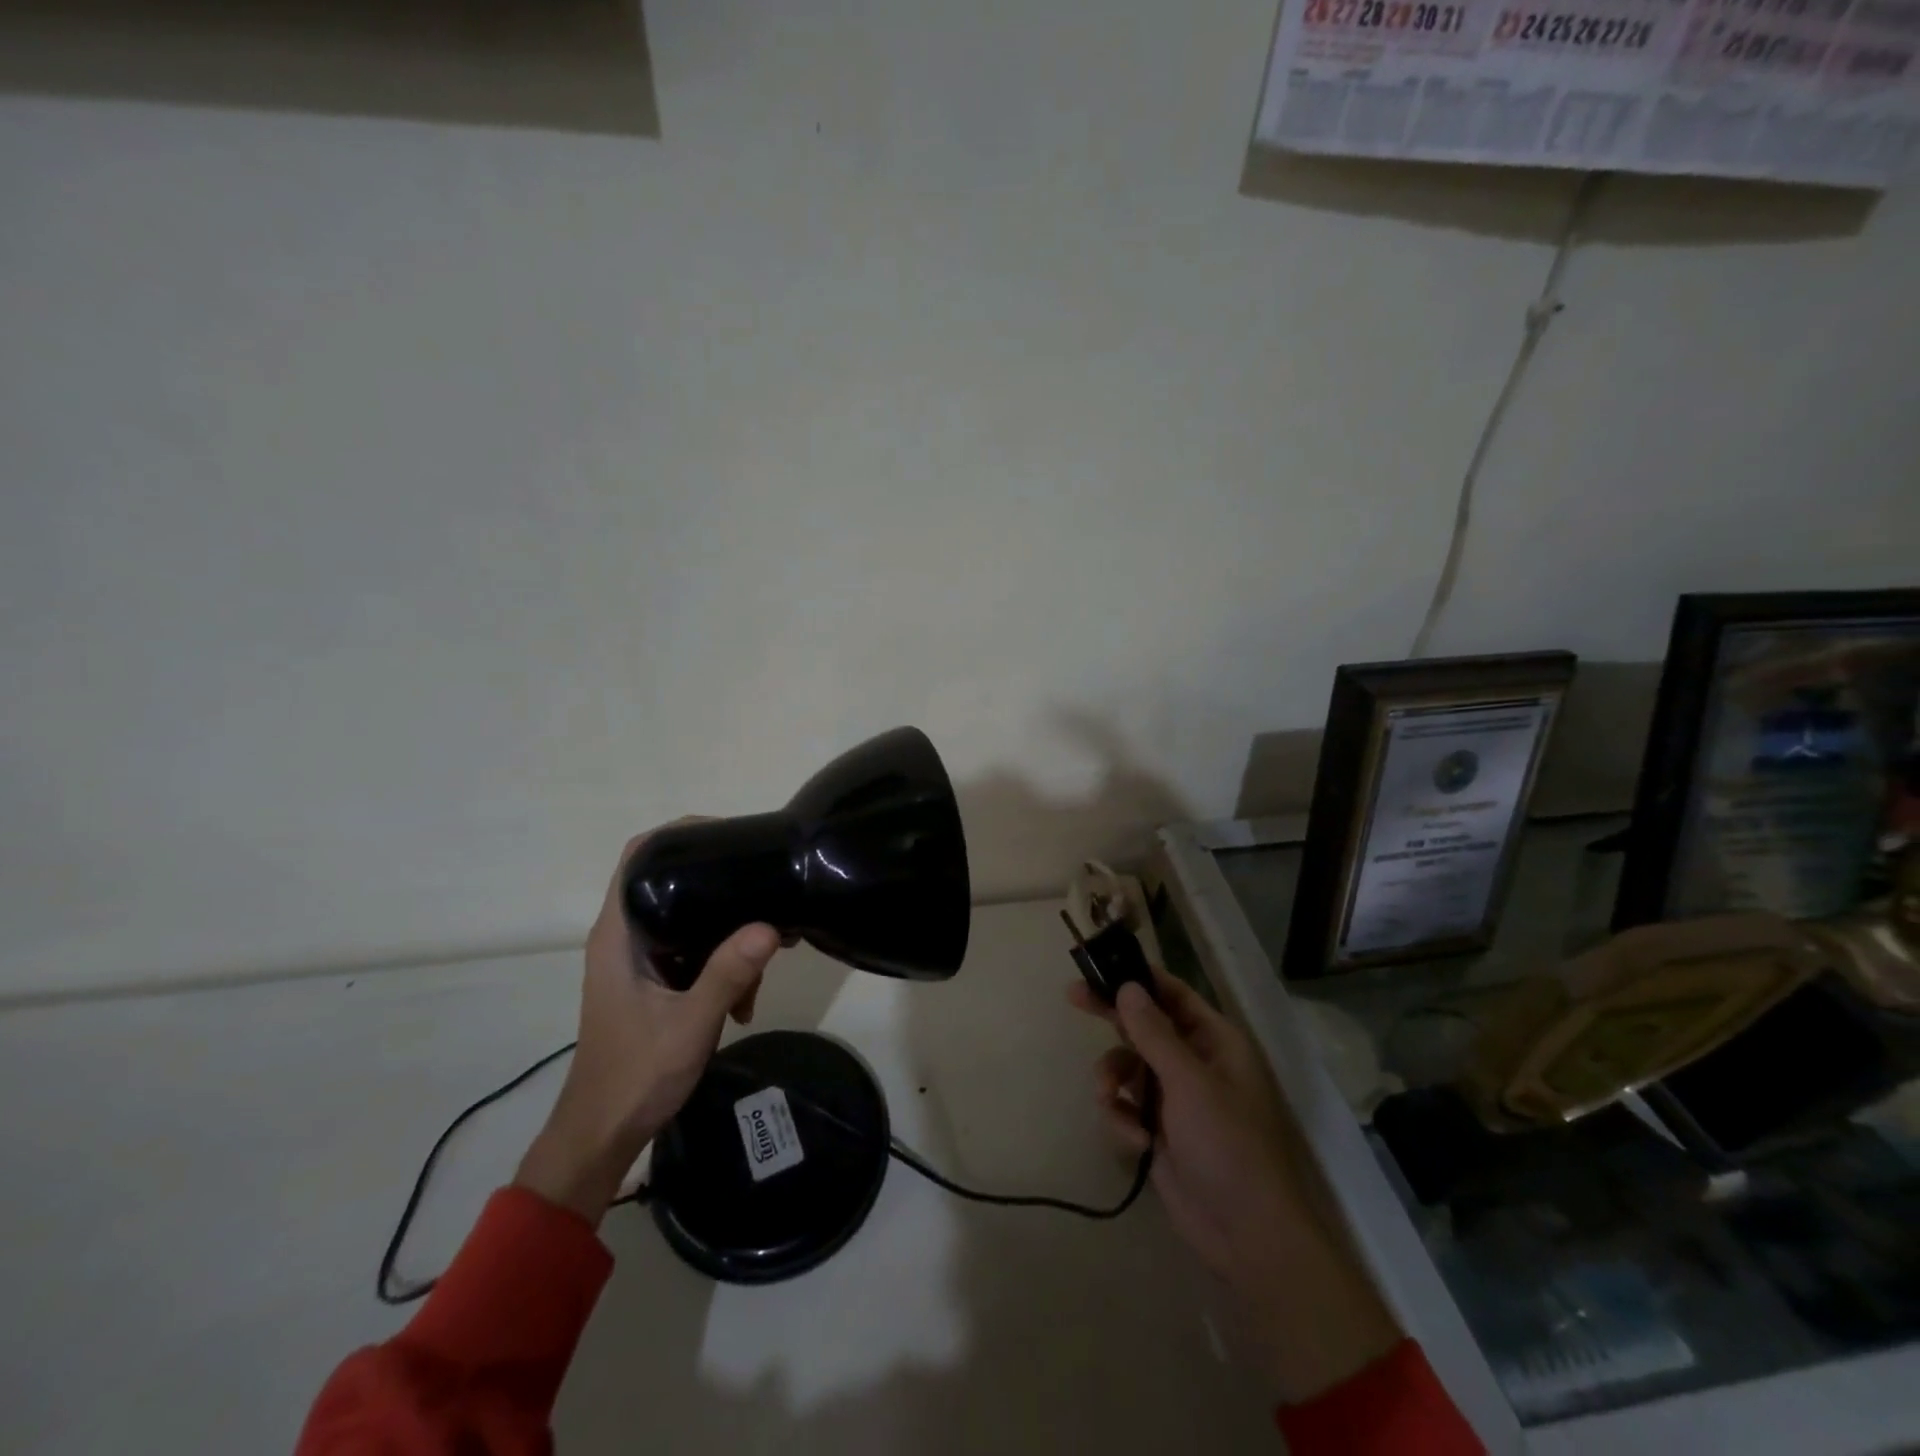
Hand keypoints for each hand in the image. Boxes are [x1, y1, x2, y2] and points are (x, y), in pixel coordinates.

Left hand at [515, 834, 780, 1225]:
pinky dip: (722, 964)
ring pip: (690, 920)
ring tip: (766, 963)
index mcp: (618, 934)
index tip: (729, 835)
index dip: (679, 833)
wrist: (601, 1137)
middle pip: (672, 882)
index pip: (640, 856)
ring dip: (729, 936)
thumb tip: (771, 925)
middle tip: (766, 891)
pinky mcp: (654, 981)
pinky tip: (746, 1001)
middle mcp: (626, 936)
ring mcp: (640, 959)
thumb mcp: (689, 1025)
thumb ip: (727, 974)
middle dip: (721, 887)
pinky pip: (694, 951)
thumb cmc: (634, 1077)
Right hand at [1070, 973, 1400, 1402]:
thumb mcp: (1189, 1083)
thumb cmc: (1228, 1145)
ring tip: (1110, 1099)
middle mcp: (1195, 1062)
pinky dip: (1122, 1118)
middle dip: (1111, 1017)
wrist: (1246, 1236)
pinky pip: (1126, 1106)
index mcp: (1215, 1042)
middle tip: (1072, 997)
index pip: (1172, 994)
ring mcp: (1176, 1098)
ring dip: (1113, 1079)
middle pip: (1144, 1025)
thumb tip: (1128, 987)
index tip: (1100, 966)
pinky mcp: (1159, 1131)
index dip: (1138, 977)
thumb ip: (1153, 1033)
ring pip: (1128, 1066)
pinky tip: (1134, 1141)